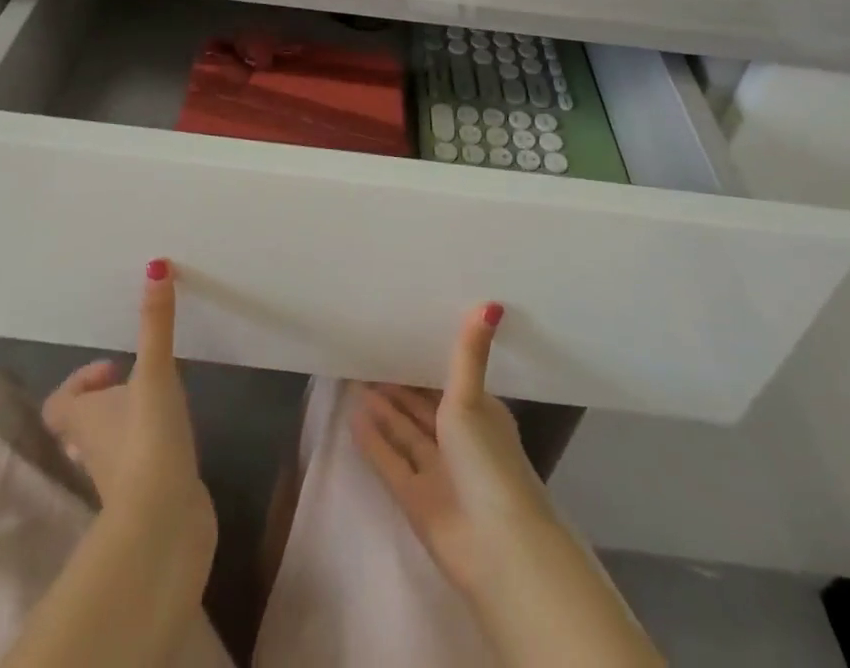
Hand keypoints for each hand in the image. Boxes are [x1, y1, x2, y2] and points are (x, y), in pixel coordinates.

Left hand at [43, 260, 213, 538]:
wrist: (163, 523)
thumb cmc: (147, 439)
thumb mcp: (154, 372)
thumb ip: (156, 323)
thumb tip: (155, 265)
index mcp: (83, 419)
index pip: (60, 402)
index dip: (80, 382)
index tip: (114, 366)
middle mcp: (91, 449)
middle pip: (83, 425)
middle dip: (106, 402)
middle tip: (136, 382)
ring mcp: (117, 479)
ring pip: (110, 448)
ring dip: (127, 426)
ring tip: (159, 403)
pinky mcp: (146, 498)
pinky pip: (139, 468)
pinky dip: (150, 452)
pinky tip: (176, 439)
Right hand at [350, 303, 553, 596]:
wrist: (496, 547)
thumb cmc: (487, 460)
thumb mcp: (473, 399)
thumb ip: (468, 353)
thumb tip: (492, 302)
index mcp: (481, 416)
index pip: (449, 382)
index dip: (425, 363)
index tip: (400, 336)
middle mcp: (460, 442)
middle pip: (423, 409)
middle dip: (399, 386)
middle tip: (367, 355)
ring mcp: (438, 473)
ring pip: (405, 433)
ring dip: (383, 411)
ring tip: (354, 380)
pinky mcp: (416, 500)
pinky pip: (391, 462)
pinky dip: (374, 442)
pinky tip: (353, 417)